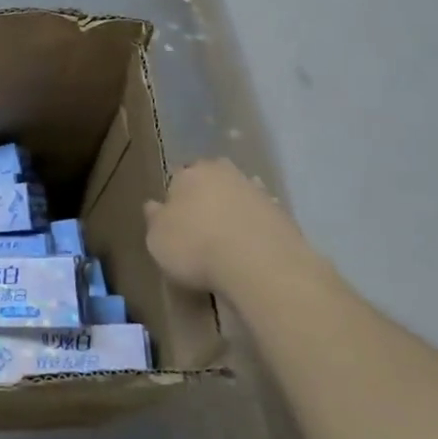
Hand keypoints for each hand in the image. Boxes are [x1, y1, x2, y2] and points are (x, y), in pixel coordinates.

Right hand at [144, 158, 306, 293]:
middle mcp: (223, 173)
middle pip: (210, 182)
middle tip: (201, 229)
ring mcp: (257, 191)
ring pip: (238, 197)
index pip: (177, 180)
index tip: (174, 223)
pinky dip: (255, 229)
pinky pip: (261, 218)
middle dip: (206, 199)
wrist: (261, 265)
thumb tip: (153, 206)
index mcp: (189, 173)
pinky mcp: (283, 214)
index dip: (174, 201)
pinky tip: (250, 250)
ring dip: (233, 212)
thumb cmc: (196, 247)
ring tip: (227, 243)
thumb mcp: (157, 240)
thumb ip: (155, 220)